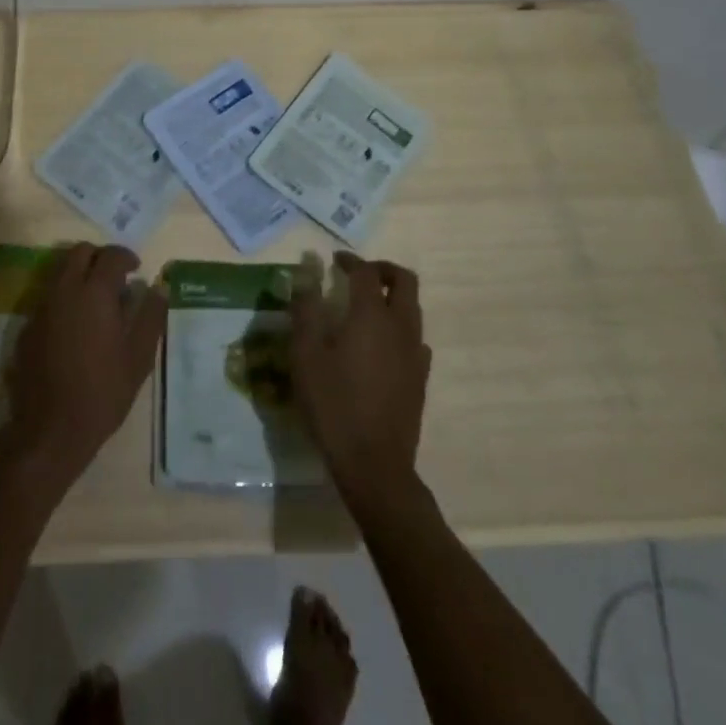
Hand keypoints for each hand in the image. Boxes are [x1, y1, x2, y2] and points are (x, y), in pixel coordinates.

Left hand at [3, 243, 166, 488]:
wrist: (51, 429)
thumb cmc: (103, 392)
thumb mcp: (138, 358)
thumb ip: (150, 316)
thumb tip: (159, 287)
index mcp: (95, 293)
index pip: (111, 255)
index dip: (126, 256)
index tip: (136, 269)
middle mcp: (65, 290)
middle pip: (80, 252)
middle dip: (100, 257)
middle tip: (116, 277)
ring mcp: (43, 307)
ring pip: (61, 270)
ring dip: (80, 273)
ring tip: (97, 300)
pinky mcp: (28, 326)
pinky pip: (49, 296)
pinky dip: (65, 296)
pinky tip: (76, 325)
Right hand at [291, 251, 431, 505]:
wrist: (374, 464)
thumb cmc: (333, 404)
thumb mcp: (306, 355)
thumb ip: (306, 309)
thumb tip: (305, 274)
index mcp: (371, 315)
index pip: (366, 272)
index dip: (350, 260)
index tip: (333, 260)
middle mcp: (400, 327)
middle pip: (405, 280)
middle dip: (383, 269)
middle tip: (358, 273)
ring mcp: (415, 353)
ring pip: (413, 308)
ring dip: (393, 296)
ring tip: (366, 306)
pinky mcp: (420, 378)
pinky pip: (415, 338)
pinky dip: (399, 327)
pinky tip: (380, 344)